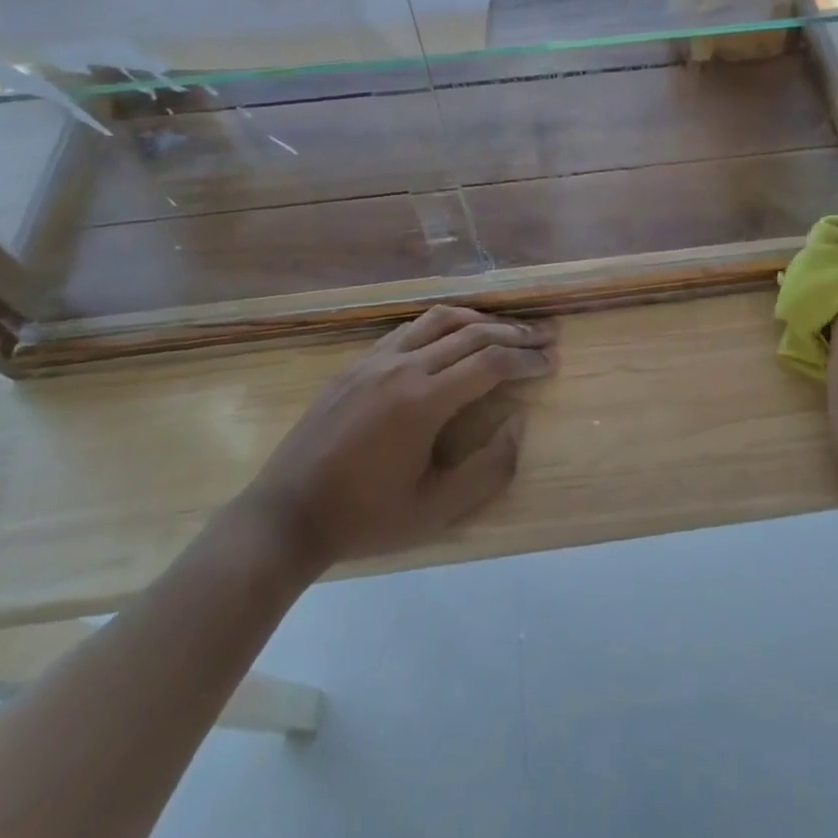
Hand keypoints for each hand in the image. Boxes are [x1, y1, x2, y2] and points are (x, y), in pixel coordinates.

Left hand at [239, 306, 557, 575]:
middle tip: (545, 336)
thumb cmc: (365, 518)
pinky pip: (410, 328)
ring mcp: (375, 359)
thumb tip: (519, 422)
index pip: (490, 363)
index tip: (551, 362)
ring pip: (440, 319)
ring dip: (481, 319)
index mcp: (423, 401)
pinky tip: (453, 336)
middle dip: (515, 333)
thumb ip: (489, 468)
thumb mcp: (435, 510)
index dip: (527, 360)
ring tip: (507, 328)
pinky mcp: (357, 363)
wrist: (285, 516)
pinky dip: (443, 324)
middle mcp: (402, 367)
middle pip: (472, 333)